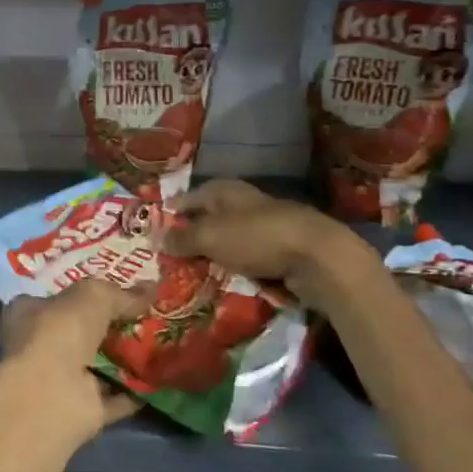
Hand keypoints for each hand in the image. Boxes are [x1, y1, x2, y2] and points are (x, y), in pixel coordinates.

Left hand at [0, 279, 152, 440]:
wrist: (51, 394)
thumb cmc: (60, 331)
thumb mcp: (93, 296)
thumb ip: (121, 294)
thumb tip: (151, 287)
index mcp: (28, 313)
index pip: (55, 299)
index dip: (83, 295)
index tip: (116, 292)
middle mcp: (39, 347)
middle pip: (79, 333)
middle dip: (109, 328)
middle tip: (147, 317)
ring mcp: (59, 381)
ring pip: (97, 366)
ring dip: (124, 360)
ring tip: (161, 345)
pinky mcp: (81, 411)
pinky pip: (114, 398)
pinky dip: (134, 392)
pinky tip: (161, 380)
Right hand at [165, 180, 377, 313]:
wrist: (318, 257)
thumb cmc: (256, 237)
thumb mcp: (210, 237)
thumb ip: (182, 238)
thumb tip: (155, 237)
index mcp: (225, 190)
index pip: (189, 198)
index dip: (172, 213)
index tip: (154, 233)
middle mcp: (244, 203)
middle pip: (210, 219)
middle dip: (192, 237)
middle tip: (170, 259)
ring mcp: (265, 227)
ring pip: (230, 240)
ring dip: (215, 254)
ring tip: (194, 274)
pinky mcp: (281, 250)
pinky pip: (249, 258)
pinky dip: (237, 267)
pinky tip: (226, 281)